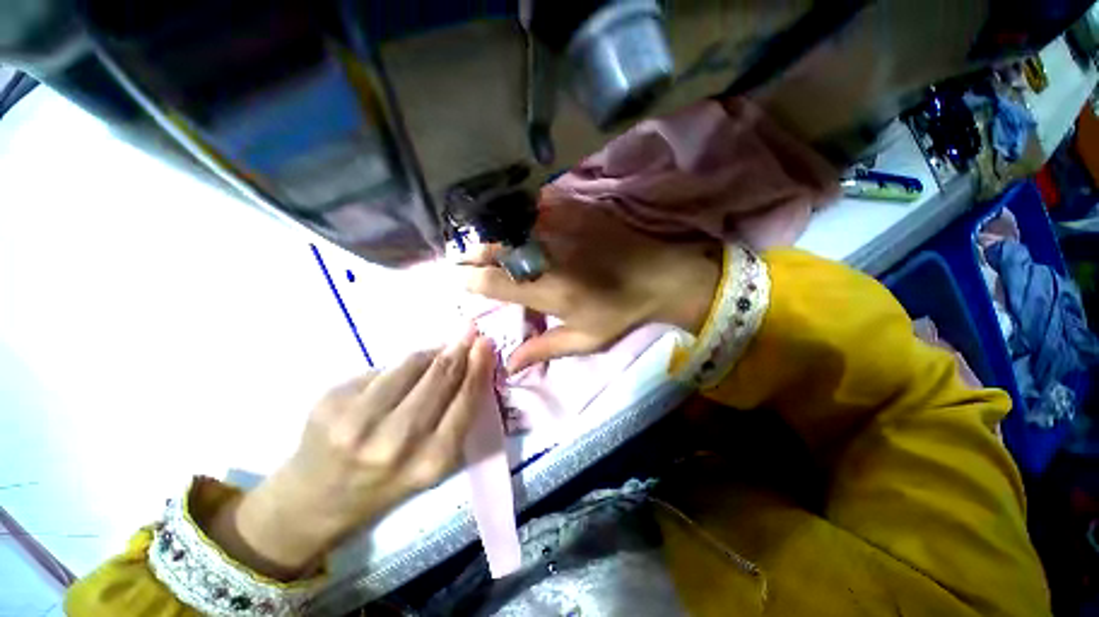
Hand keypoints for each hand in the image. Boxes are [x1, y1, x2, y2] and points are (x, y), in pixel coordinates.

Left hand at [208, 332, 496, 579]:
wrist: (315, 502)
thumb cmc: (386, 485)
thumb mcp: (432, 465)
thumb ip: (456, 420)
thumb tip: (471, 368)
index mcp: (430, 461)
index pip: (466, 400)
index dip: (478, 366)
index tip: (486, 343)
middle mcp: (396, 442)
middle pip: (440, 376)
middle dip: (459, 349)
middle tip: (470, 330)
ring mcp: (358, 420)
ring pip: (410, 365)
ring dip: (431, 352)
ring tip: (441, 349)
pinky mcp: (331, 402)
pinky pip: (381, 370)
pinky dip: (400, 366)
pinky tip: (403, 372)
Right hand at [462, 197, 721, 373]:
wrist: (659, 277)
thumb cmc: (621, 312)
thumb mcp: (585, 339)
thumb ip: (544, 349)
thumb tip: (509, 366)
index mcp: (549, 291)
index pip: (496, 284)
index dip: (472, 281)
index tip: (460, 280)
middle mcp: (549, 257)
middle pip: (498, 250)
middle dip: (473, 253)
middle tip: (461, 257)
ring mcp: (563, 229)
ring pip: (512, 226)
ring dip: (491, 234)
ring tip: (479, 240)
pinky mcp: (576, 210)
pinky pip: (536, 207)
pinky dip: (518, 214)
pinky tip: (511, 220)